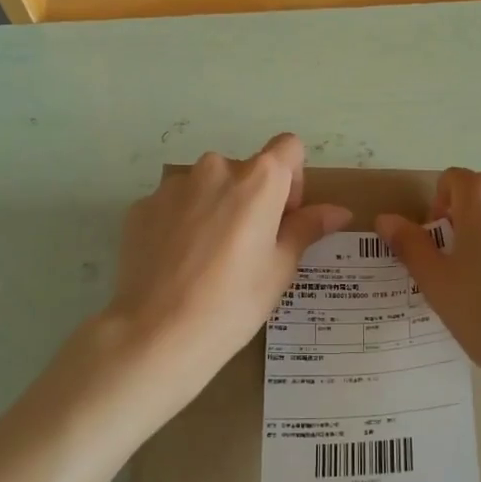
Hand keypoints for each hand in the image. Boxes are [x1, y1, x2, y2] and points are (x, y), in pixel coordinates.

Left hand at [106, 133, 350, 412]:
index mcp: (258, 179)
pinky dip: (181, 223)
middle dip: (252, 199)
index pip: (289, 148)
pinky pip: (173, 205)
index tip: (284, 218)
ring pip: (206, 187)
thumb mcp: (280, 268)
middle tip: (248, 248)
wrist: (157, 333)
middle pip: (245, 170)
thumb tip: (338, 210)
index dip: (294, 179)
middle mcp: (215, 168)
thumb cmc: (234, 302)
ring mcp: (173, 185)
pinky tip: (178, 264)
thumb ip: (307, 228)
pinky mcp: (142, 206)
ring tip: (208, 259)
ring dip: (215, 208)